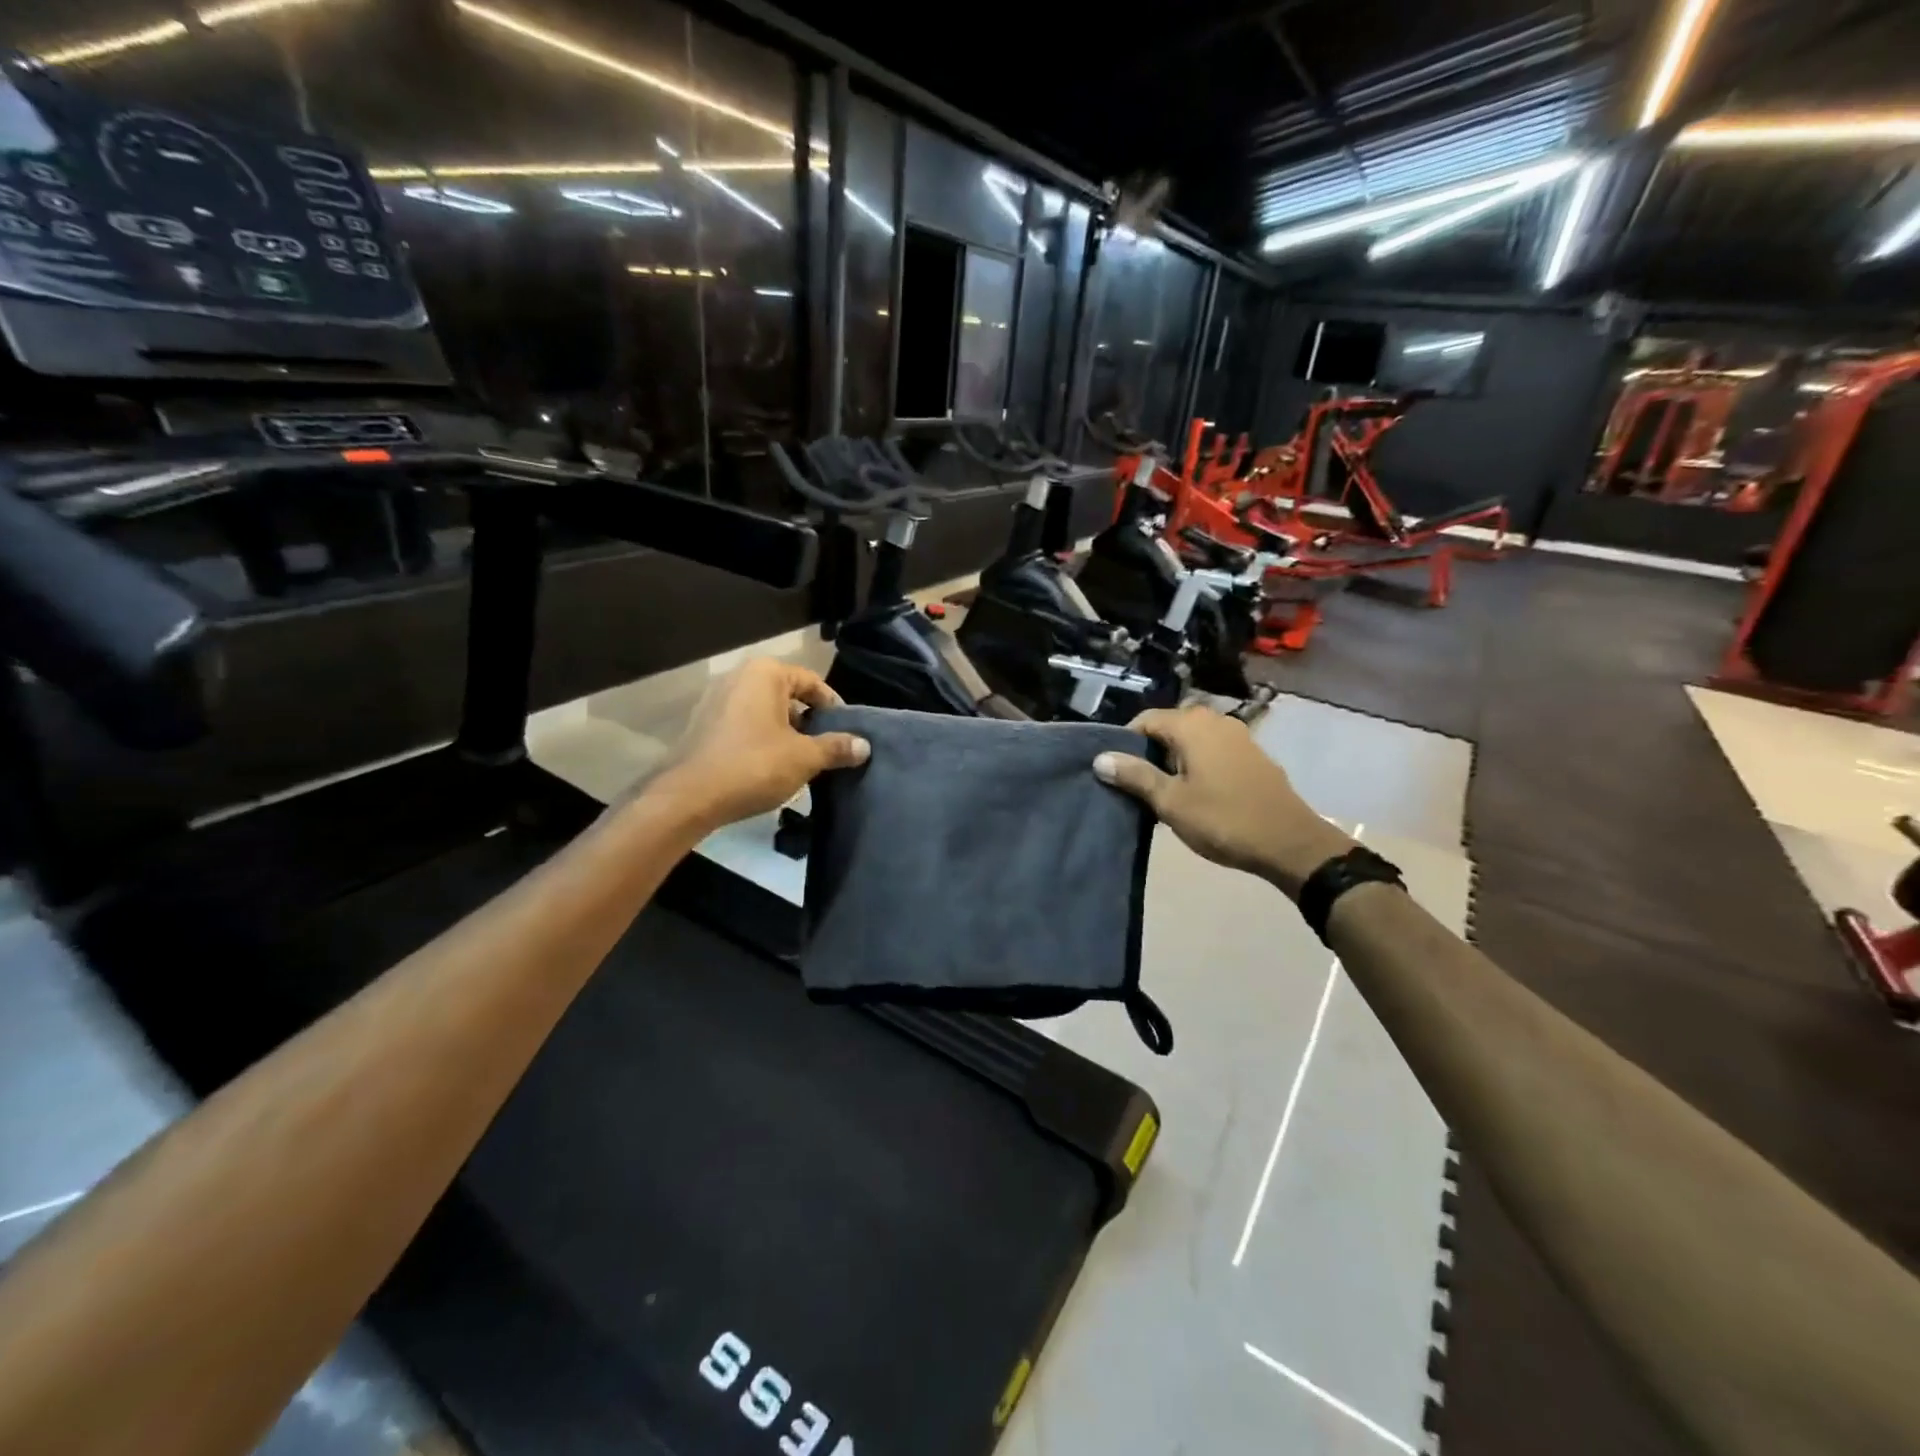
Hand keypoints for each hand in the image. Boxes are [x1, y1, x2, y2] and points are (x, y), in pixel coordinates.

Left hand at [650, 659, 869, 829]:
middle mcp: (738, 676)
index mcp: (765, 673)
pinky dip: (761, 739)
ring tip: (801, 761)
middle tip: (826, 748)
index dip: (833, 707)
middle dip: (809, 721)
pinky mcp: (702, 724)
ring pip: (765, 711)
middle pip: (787, 695)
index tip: (846, 732)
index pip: (812, 682)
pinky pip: (743, 724)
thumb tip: (864, 746)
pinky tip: (770, 767)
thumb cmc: (754, 765)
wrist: (689, 797)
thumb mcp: (804, 757)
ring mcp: (715, 699)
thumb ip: (836, 747)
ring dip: (785, 733)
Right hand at [1094, 706, 1353, 896]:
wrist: (1290, 843)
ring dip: (1174, 761)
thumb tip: (1101, 758)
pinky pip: (1213, 751)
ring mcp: (1239, 736)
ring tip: (1164, 793)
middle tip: (1137, 786)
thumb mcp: (1171, 801)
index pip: (1145, 720)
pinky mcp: (1253, 755)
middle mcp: (1216, 720)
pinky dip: (1198, 765)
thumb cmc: (1223, 820)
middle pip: (1169, 728)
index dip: (1125, 743)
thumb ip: (1135, 776)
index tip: (1116, 772)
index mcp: (1192, 725)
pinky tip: (1196, 794)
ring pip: (1192, 740)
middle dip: (1150, 752)